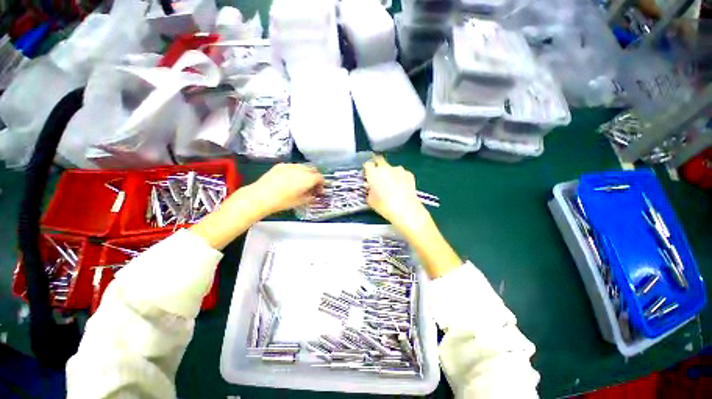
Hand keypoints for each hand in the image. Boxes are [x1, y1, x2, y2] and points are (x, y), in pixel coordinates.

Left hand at [247, 163, 323, 215]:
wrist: (260, 196)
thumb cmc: (282, 201)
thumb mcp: (300, 202)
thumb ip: (310, 196)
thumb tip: (314, 194)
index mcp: (307, 178)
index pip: (320, 177)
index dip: (321, 184)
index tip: (319, 191)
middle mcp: (300, 169)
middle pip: (313, 169)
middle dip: (315, 177)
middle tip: (312, 186)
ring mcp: (290, 166)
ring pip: (303, 166)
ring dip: (306, 173)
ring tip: (301, 182)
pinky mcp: (280, 165)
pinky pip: (293, 166)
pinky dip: (296, 171)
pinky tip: (290, 179)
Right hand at [363, 156, 429, 234]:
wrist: (406, 210)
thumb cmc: (385, 206)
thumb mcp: (371, 201)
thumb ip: (369, 191)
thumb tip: (371, 188)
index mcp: (373, 173)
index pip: (367, 165)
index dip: (367, 170)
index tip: (367, 175)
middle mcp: (385, 168)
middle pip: (379, 160)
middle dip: (378, 166)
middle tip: (378, 177)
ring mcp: (398, 169)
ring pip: (391, 168)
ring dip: (390, 173)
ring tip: (391, 185)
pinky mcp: (409, 174)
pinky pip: (401, 173)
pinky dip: (400, 178)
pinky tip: (401, 188)